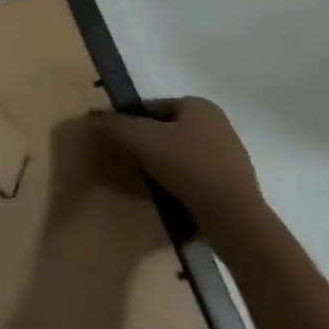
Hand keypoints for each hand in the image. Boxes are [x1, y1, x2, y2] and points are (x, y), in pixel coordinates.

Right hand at [93, 97, 266, 245]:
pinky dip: (184, 185)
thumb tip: (91, 117)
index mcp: (200, 106)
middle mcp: (219, 125)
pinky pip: (200, 179)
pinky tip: (173, 199)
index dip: (133, 122)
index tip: (122, 143)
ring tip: (151, 183)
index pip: (153, 107)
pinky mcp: (237, 188)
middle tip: (133, 163)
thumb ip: (115, 125)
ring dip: (167, 166)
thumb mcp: (142, 140)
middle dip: (151, 145)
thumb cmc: (188, 168)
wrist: (236, 222)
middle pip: (169, 131)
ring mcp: (232, 158)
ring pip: (184, 156)